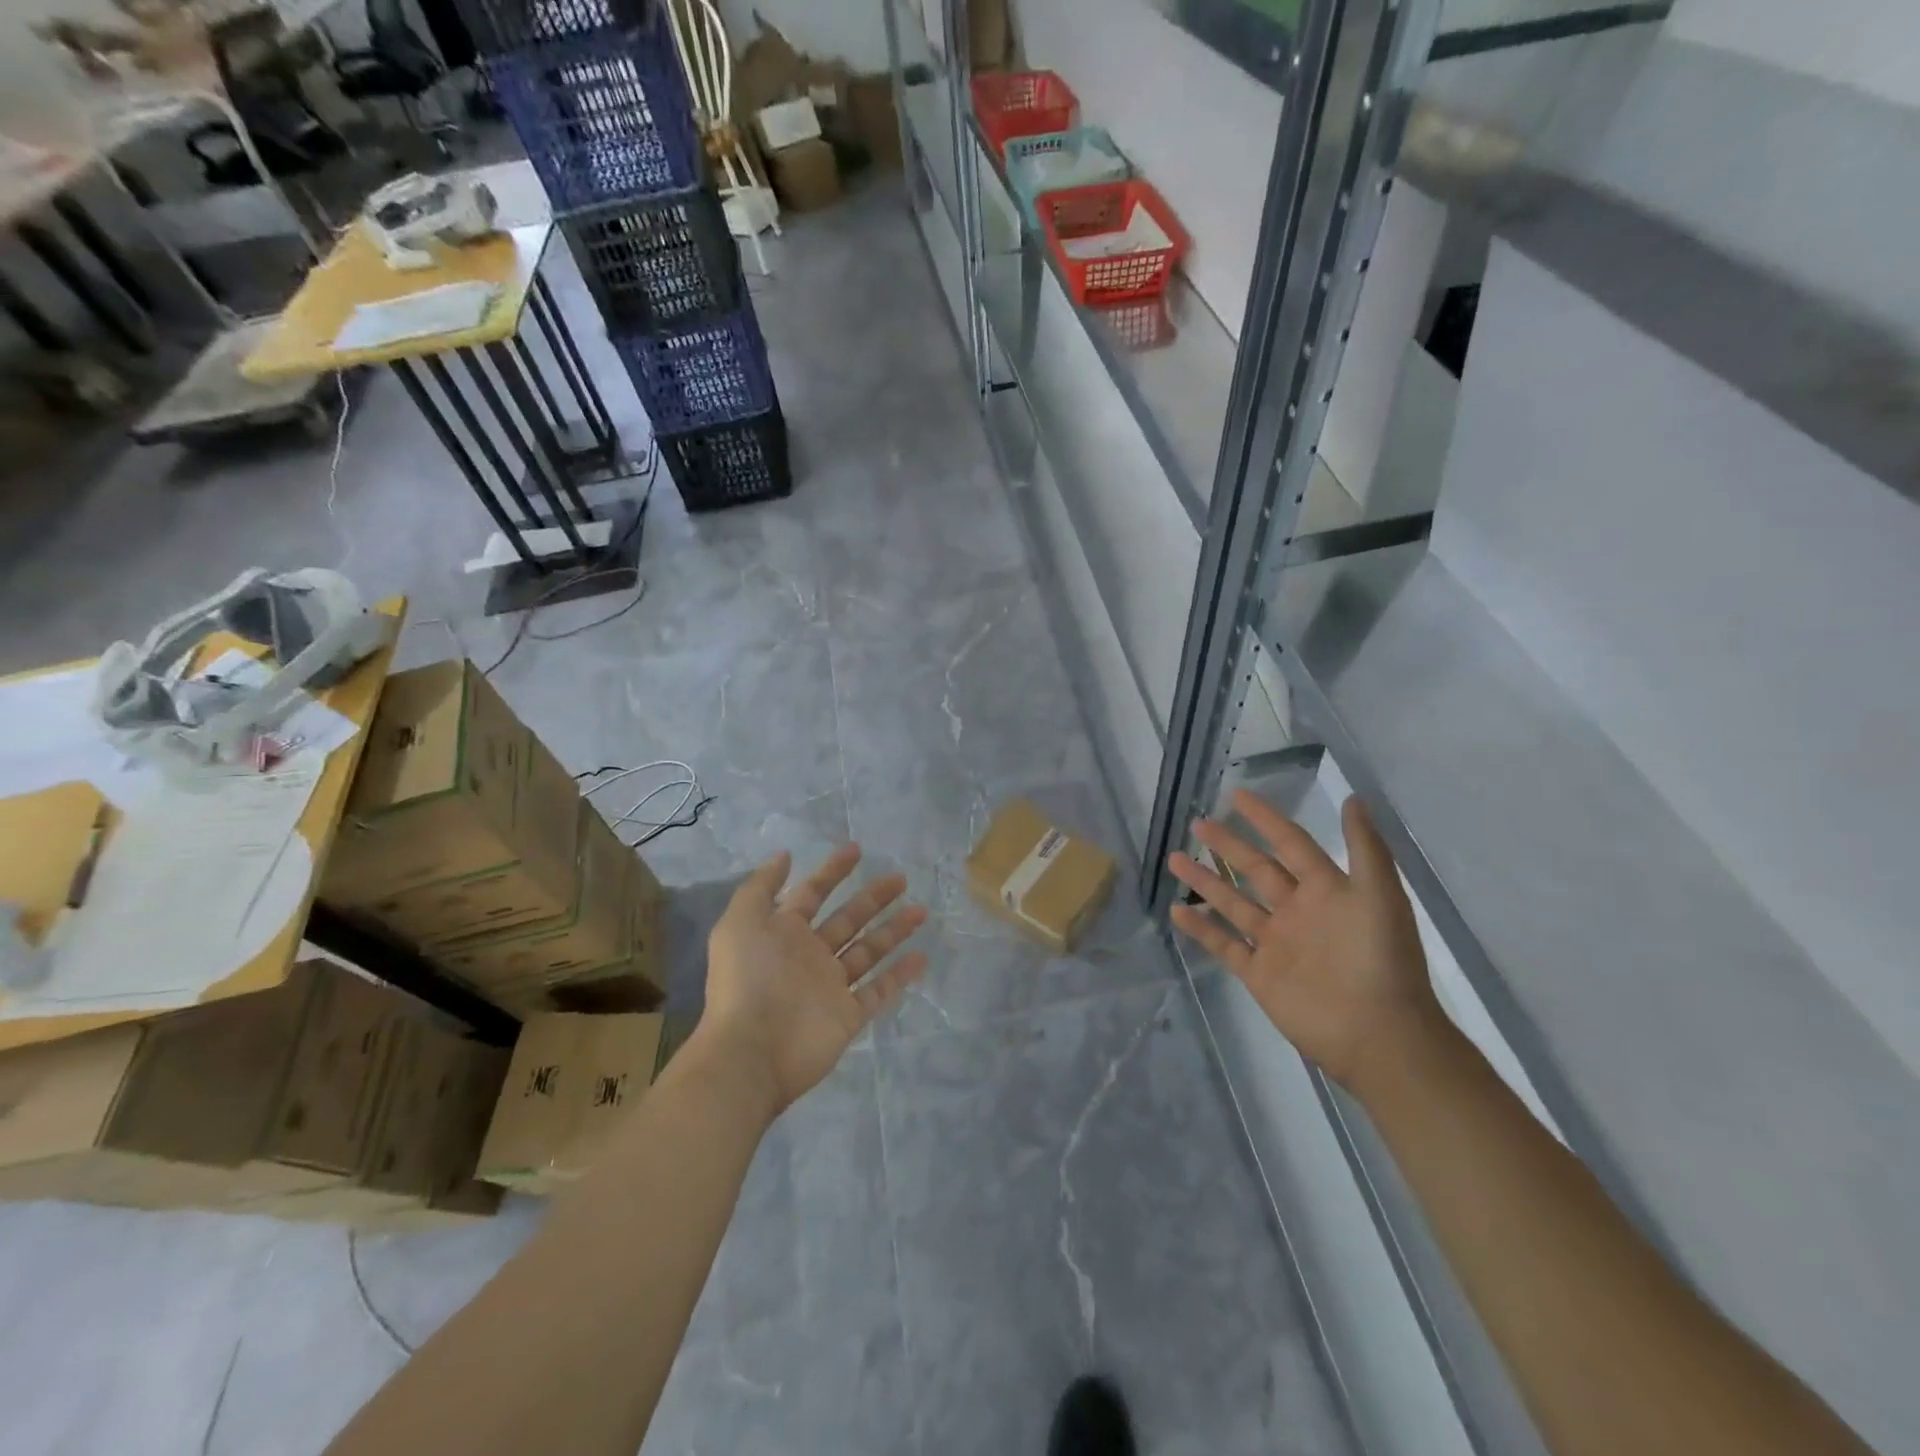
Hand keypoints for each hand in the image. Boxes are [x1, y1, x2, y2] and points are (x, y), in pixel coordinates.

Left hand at [699, 845, 928, 1116]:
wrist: (752, 1051)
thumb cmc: (747, 980)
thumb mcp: (740, 922)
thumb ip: (761, 886)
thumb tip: (785, 856)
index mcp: (784, 932)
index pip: (813, 893)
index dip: (833, 871)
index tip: (857, 849)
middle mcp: (809, 955)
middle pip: (848, 919)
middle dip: (873, 898)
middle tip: (900, 879)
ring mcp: (830, 986)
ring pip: (868, 951)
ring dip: (893, 931)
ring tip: (921, 911)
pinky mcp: (848, 1015)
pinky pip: (878, 991)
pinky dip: (899, 975)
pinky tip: (921, 957)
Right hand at [1168, 793, 1444, 1095]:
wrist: (1377, 1034)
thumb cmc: (1380, 960)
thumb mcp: (1380, 895)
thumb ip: (1365, 847)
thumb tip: (1353, 798)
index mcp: (1326, 889)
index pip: (1290, 843)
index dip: (1265, 819)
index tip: (1236, 796)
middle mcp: (1296, 910)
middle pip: (1255, 869)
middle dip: (1227, 845)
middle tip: (1197, 823)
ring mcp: (1275, 942)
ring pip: (1232, 902)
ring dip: (1205, 880)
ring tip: (1175, 858)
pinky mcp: (1259, 973)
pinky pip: (1224, 944)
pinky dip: (1201, 928)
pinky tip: (1177, 909)